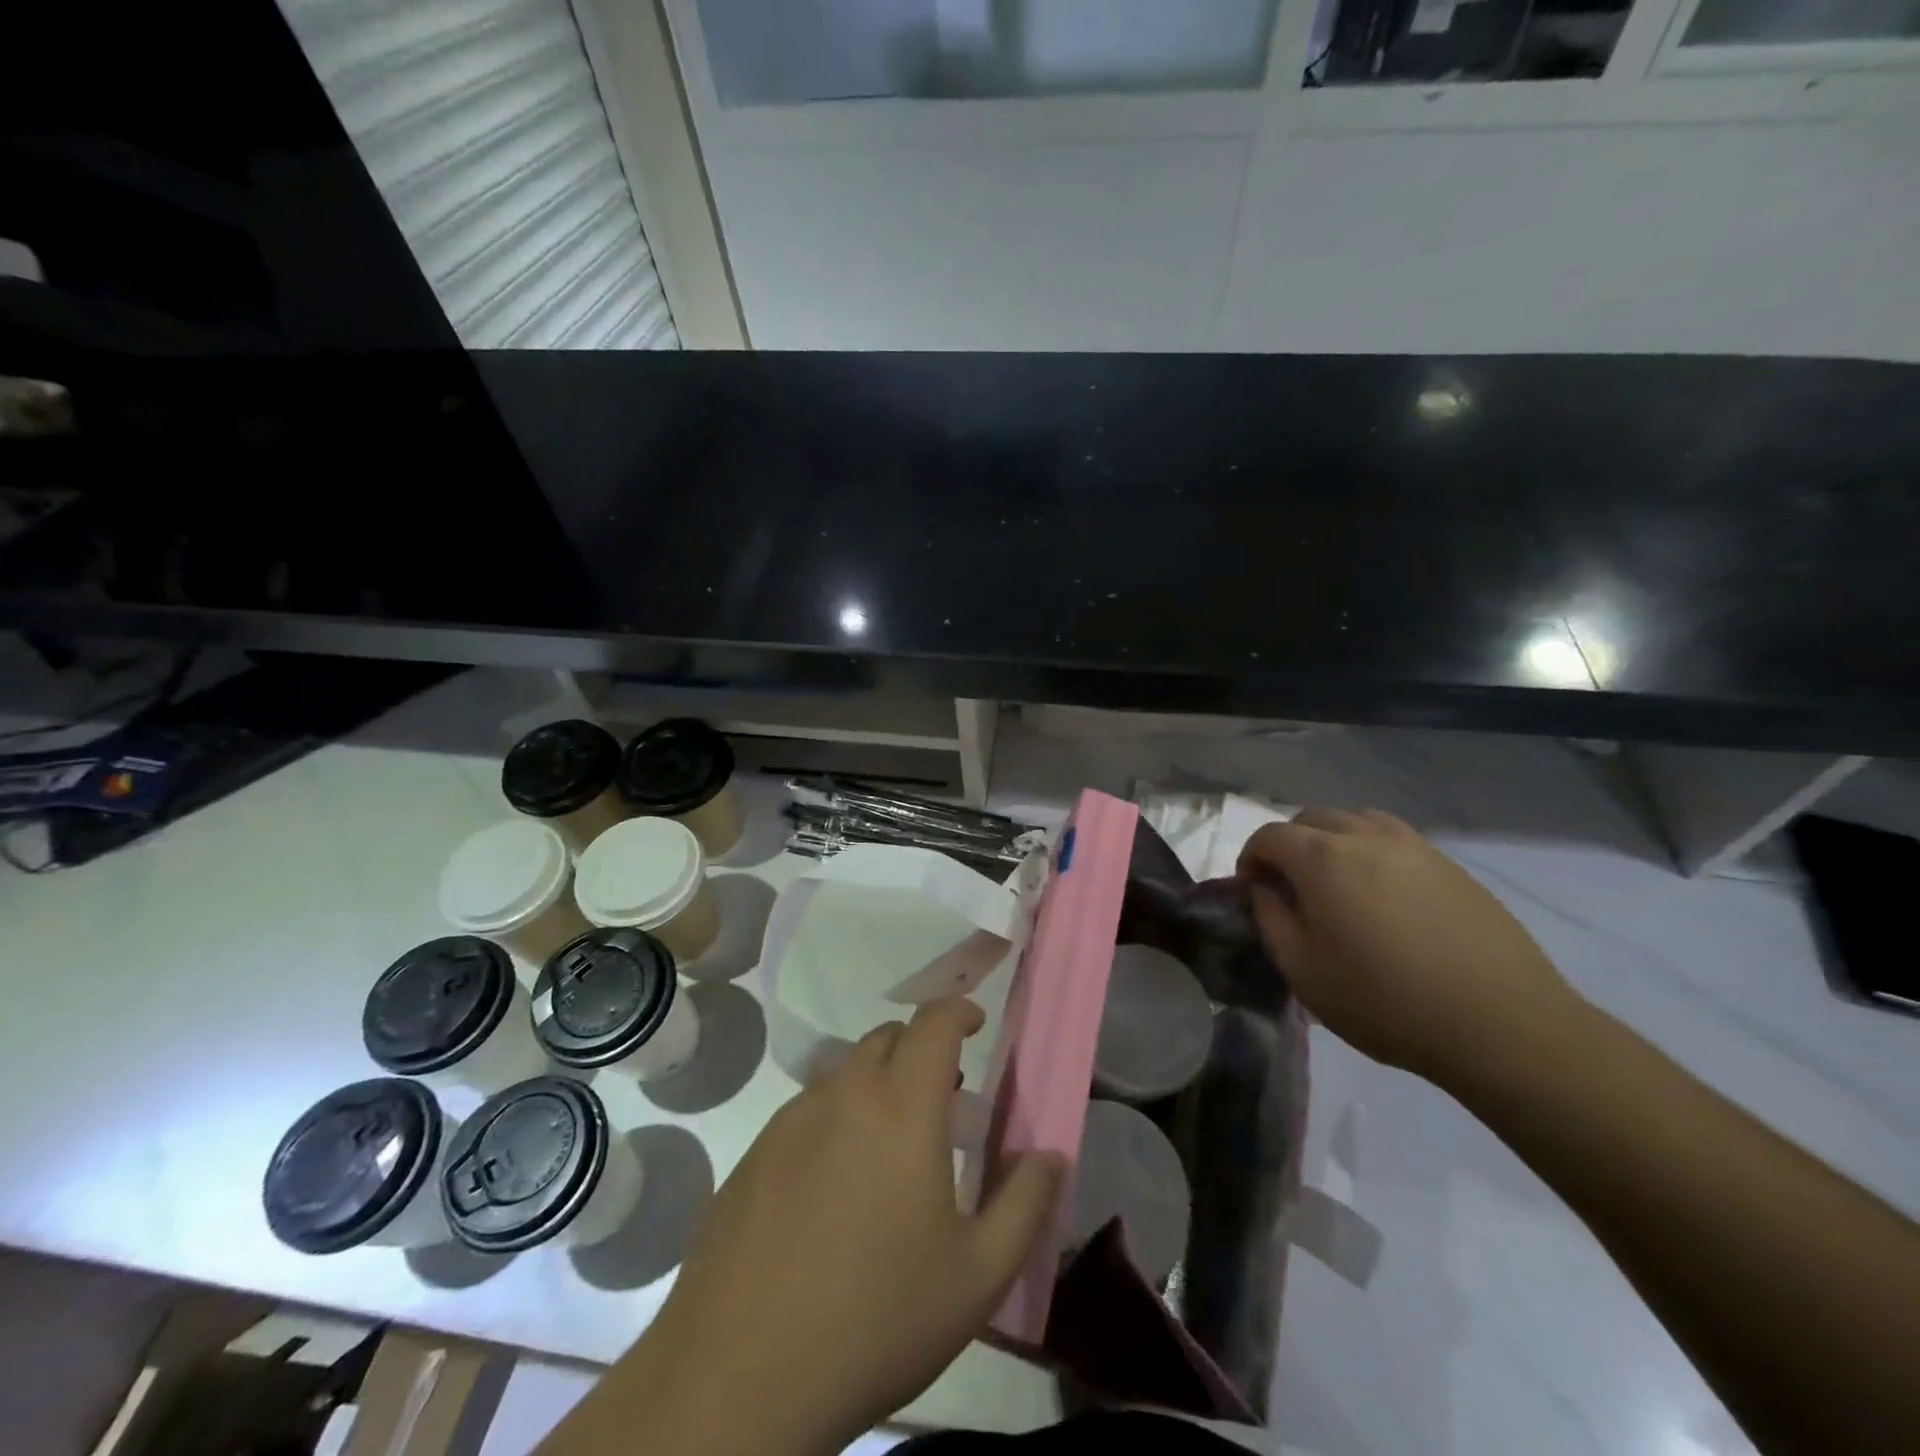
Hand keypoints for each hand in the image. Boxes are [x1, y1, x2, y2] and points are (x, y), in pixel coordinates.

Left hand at [635, 998, 1062, 1455]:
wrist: (741, 1377)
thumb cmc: (877, 1319)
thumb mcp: (977, 1276)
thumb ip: (1025, 1203)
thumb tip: (1053, 1154)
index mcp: (903, 1108)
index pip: (933, 1023)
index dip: (957, 1011)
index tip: (975, 1022)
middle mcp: (845, 1094)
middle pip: (886, 1038)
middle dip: (919, 1049)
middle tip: (940, 1097)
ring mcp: (791, 1120)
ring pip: (844, 1072)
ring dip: (876, 1083)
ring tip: (889, 1145)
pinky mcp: (754, 1153)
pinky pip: (806, 1110)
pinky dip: (835, 1117)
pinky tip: (833, 1186)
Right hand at [1238, 809, 1582, 1086]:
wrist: (1501, 1023)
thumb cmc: (1384, 1000)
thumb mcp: (1302, 970)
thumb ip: (1271, 919)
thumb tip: (1265, 889)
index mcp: (1321, 858)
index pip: (1269, 835)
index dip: (1251, 857)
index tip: (1251, 888)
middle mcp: (1364, 837)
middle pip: (1311, 818)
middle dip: (1289, 843)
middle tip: (1289, 884)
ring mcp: (1413, 846)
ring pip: (1356, 820)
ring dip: (1332, 840)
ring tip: (1337, 882)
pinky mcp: (1450, 865)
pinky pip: (1395, 839)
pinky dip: (1373, 851)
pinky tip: (1384, 895)